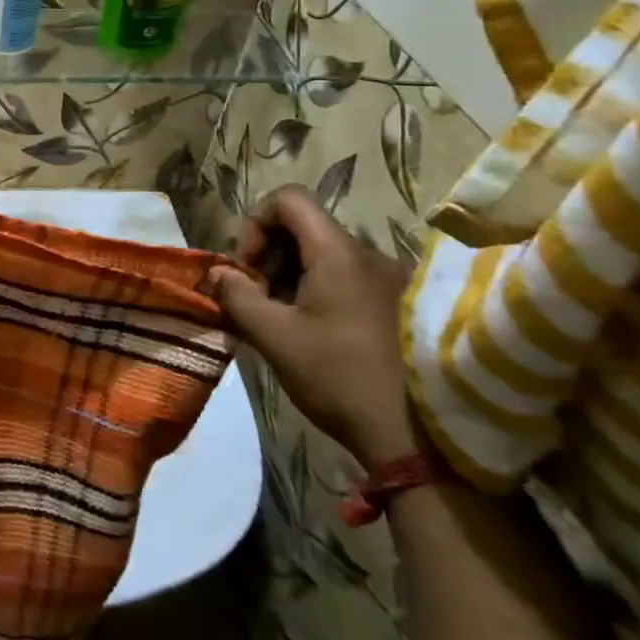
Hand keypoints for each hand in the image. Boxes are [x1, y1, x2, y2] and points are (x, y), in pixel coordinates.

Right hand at [208, 186, 419, 470]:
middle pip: (305, 227)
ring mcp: (393, 281)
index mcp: (338, 253)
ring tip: (280, 321)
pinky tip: (313, 335)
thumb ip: (237, 296)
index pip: (289, 199)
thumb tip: (216, 272)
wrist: (422, 440)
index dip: (255, 223)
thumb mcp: (275, 337)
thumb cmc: (341, 376)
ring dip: (292, 278)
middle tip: (255, 298)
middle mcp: (370, 255)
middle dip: (269, 255)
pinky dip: (319, 293)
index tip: (247, 268)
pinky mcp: (405, 309)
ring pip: (326, 256)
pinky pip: (349, 280)